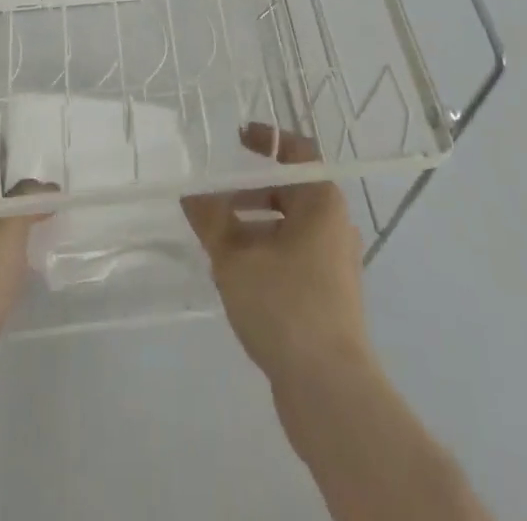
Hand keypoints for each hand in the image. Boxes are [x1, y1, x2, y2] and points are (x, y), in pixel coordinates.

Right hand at [181, 124, 371, 388]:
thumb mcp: (235, 257)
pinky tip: (234, 277)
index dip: (268, 140)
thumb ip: (211, 220)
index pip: (298, 151)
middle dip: (249, 192)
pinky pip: (292, 258)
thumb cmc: (285, 304)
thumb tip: (191, 195)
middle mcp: (334, 225)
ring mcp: (334, 263)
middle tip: (214, 196)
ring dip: (252, 227)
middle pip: (289, 192)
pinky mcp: (328, 296)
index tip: (237, 138)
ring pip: (288, 228)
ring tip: (215, 240)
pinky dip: (264, 255)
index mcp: (321, 201)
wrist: (329, 389)